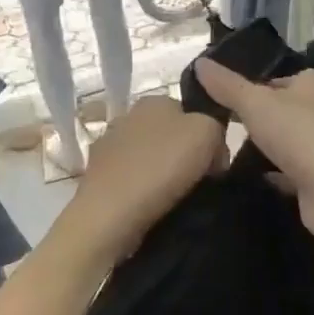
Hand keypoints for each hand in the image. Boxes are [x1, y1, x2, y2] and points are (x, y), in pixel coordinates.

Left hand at [61, 94, 226, 260]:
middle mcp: (126, 117)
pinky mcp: (96, 177)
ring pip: (148, 158)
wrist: (111, 213)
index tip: (215, 164)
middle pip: (169, 135)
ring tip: (176, 200)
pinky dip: (142, 192)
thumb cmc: (162, 165)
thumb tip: (213, 152)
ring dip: (161, 175)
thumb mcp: (208, 132)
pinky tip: (151, 207)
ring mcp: (107, 148)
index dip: (207, 137)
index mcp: (153, 100)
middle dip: (184, 155)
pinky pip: (131, 181)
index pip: (189, 113)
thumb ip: (216, 130)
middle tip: (199, 182)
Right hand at [192, 59, 313, 245]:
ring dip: (261, 147)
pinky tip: (247, 178)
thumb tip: (200, 63)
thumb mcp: (255, 104)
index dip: (246, 88)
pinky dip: (270, 173)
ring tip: (224, 154)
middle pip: (278, 110)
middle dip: (251, 120)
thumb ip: (227, 86)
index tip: (216, 102)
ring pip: (283, 140)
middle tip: (215, 129)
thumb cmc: (299, 135)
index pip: (273, 79)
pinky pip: (288, 169)